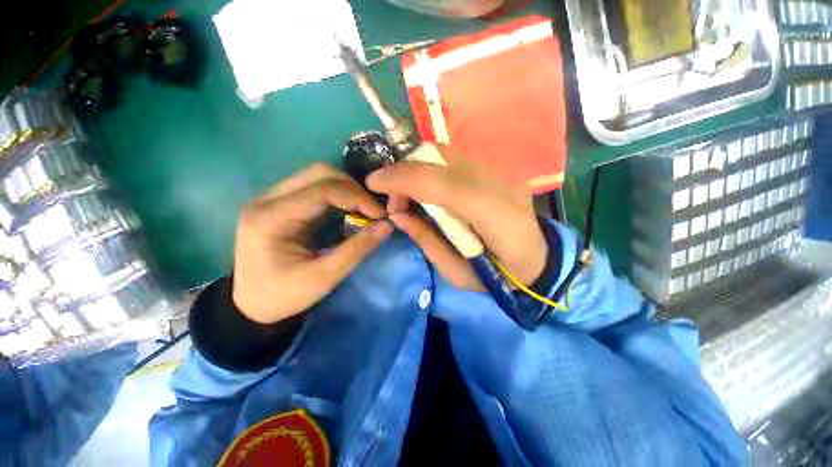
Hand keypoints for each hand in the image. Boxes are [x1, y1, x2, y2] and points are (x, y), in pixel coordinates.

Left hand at [233, 164, 392, 323]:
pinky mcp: (281, 202)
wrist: (251, 304)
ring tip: (364, 210)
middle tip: (372, 212)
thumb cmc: (284, 295)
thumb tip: (387, 226)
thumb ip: (357, 249)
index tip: (380, 215)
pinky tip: (349, 210)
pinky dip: (339, 195)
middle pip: (319, 173)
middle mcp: (267, 199)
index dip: (357, 197)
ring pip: (318, 176)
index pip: (322, 189)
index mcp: (270, 218)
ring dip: (347, 190)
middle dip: (353, 189)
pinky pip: (315, 187)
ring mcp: (272, 198)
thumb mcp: (324, 277)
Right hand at [367, 149, 547, 290]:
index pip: (438, 182)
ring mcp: (500, 173)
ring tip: (408, 196)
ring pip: (445, 153)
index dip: (401, 178)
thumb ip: (425, 240)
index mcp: (492, 214)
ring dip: (416, 168)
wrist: (537, 261)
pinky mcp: (496, 171)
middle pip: (440, 157)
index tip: (373, 183)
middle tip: (394, 199)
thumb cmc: (497, 277)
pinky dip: (430, 169)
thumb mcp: (456, 272)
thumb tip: (397, 215)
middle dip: (405, 172)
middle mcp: (498, 183)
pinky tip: (427, 190)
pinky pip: (454, 160)